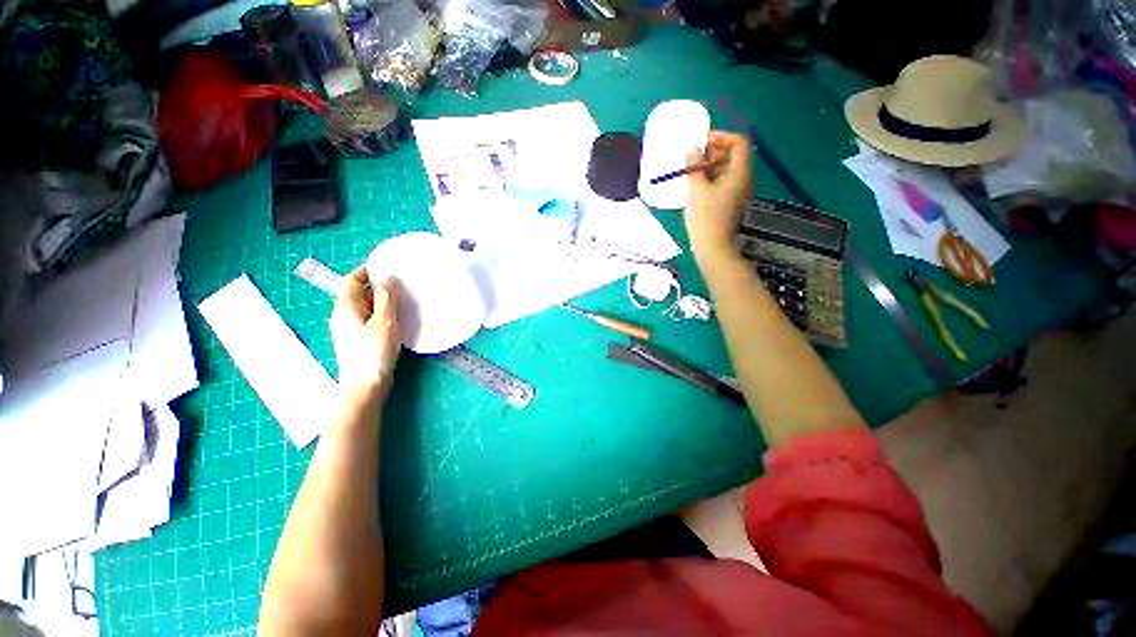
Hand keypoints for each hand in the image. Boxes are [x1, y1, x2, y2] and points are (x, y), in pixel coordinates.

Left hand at [329, 267, 401, 395]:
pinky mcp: (356, 339)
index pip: (352, 280)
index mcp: (346, 306)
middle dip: (377, 287)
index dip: (367, 271)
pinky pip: (367, 318)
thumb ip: (385, 297)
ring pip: (364, 307)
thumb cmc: (374, 351)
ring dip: (380, 301)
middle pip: (357, 293)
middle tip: (401, 285)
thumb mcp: (385, 321)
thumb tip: (386, 278)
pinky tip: (395, 319)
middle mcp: (342, 315)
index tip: (387, 268)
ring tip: (402, 301)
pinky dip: (380, 314)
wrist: (365, 384)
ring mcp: (348, 328)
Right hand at [684, 131, 752, 258]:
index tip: (701, 143)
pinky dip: (710, 180)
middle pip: (732, 155)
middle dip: (712, 153)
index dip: (721, 137)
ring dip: (709, 167)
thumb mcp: (696, 188)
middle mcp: (743, 179)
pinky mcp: (730, 203)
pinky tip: (695, 188)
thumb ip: (694, 165)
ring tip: (691, 175)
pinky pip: (722, 183)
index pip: (738, 142)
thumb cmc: (704, 216)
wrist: (711, 246)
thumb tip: (692, 149)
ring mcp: (738, 192)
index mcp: (739, 172)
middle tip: (693, 161)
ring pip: (726, 170)